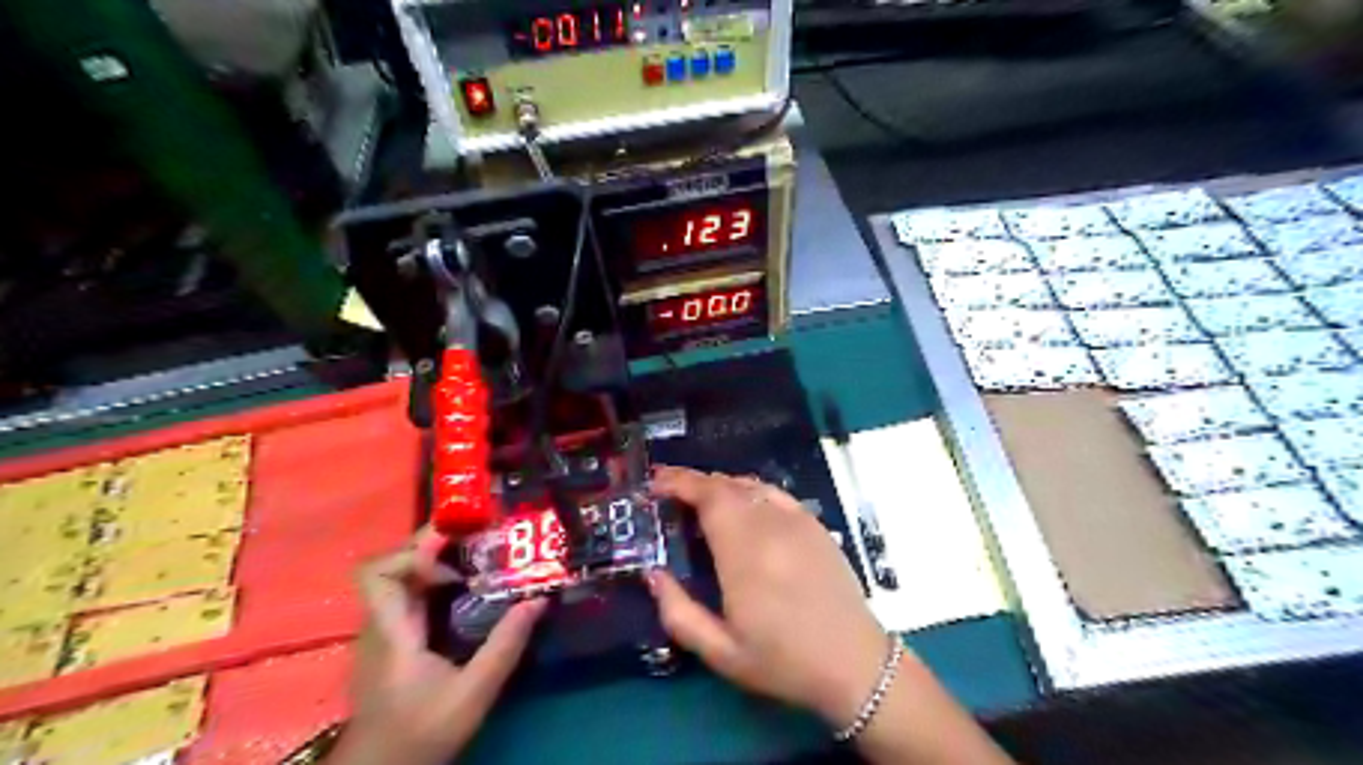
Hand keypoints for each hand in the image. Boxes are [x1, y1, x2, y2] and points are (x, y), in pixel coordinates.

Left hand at [327, 530, 545, 762]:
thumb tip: (539, 599)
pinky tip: (465, 592)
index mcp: (391, 631)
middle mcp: (379, 623)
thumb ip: (505, 645)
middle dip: (434, 545)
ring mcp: (381, 632)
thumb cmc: (421, 733)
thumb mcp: (474, 693)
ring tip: (478, 558)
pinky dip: (434, 583)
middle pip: (392, 565)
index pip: (377, 572)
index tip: (456, 557)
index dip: (414, 553)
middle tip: (478, 537)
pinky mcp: (390, 642)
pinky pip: (407, 596)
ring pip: (400, 578)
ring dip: (436, 562)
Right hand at [648, 466, 896, 727]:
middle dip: (693, 482)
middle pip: (726, 486)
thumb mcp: (721, 652)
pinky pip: (774, 494)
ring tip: (698, 499)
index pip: (708, 497)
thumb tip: (653, 574)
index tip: (655, 482)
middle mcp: (771, 526)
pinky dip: (749, 490)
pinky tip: (741, 505)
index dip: (679, 482)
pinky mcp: (814, 525)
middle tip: (668, 490)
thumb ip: (679, 613)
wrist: (854, 664)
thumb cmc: (784, 661)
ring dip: (719, 485)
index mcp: (745, 553)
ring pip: (750, 485)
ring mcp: (797, 521)